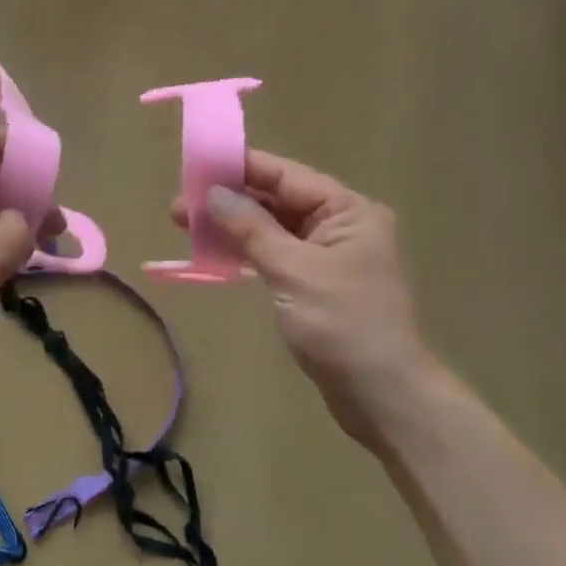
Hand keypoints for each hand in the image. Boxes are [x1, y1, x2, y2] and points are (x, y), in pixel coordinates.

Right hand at [175, 150, 425, 441]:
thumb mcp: (292, 270)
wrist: (386, 400)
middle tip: (180, 205)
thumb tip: (213, 192)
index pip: (285, 176)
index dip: (240, 168)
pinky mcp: (317, 284)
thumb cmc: (343, 325)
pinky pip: (276, 254)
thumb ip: (250, 227)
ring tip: (186, 225)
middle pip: (277, 200)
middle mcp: (341, 225)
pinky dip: (247, 251)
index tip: (196, 165)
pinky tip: (215, 252)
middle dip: (229, 200)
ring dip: (233, 226)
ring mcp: (330, 256)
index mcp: (348, 210)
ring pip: (273, 228)